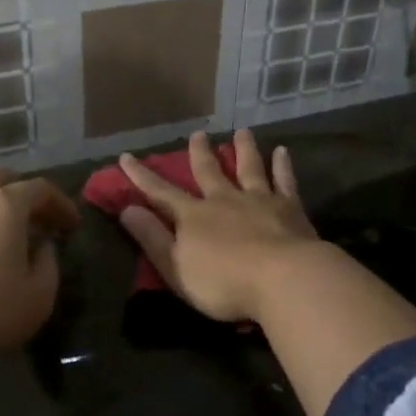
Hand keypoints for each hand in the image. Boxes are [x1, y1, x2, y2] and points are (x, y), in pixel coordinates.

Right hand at [117, 130, 321, 321]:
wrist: (282, 279)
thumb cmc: (223, 283)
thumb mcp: (176, 267)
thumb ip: (152, 238)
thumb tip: (127, 209)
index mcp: (194, 216)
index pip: (161, 192)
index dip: (141, 176)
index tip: (126, 157)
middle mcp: (224, 200)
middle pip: (209, 171)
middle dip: (200, 153)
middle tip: (198, 134)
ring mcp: (259, 200)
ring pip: (248, 168)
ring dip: (243, 149)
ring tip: (242, 132)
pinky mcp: (289, 207)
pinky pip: (284, 181)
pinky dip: (282, 165)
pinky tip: (281, 151)